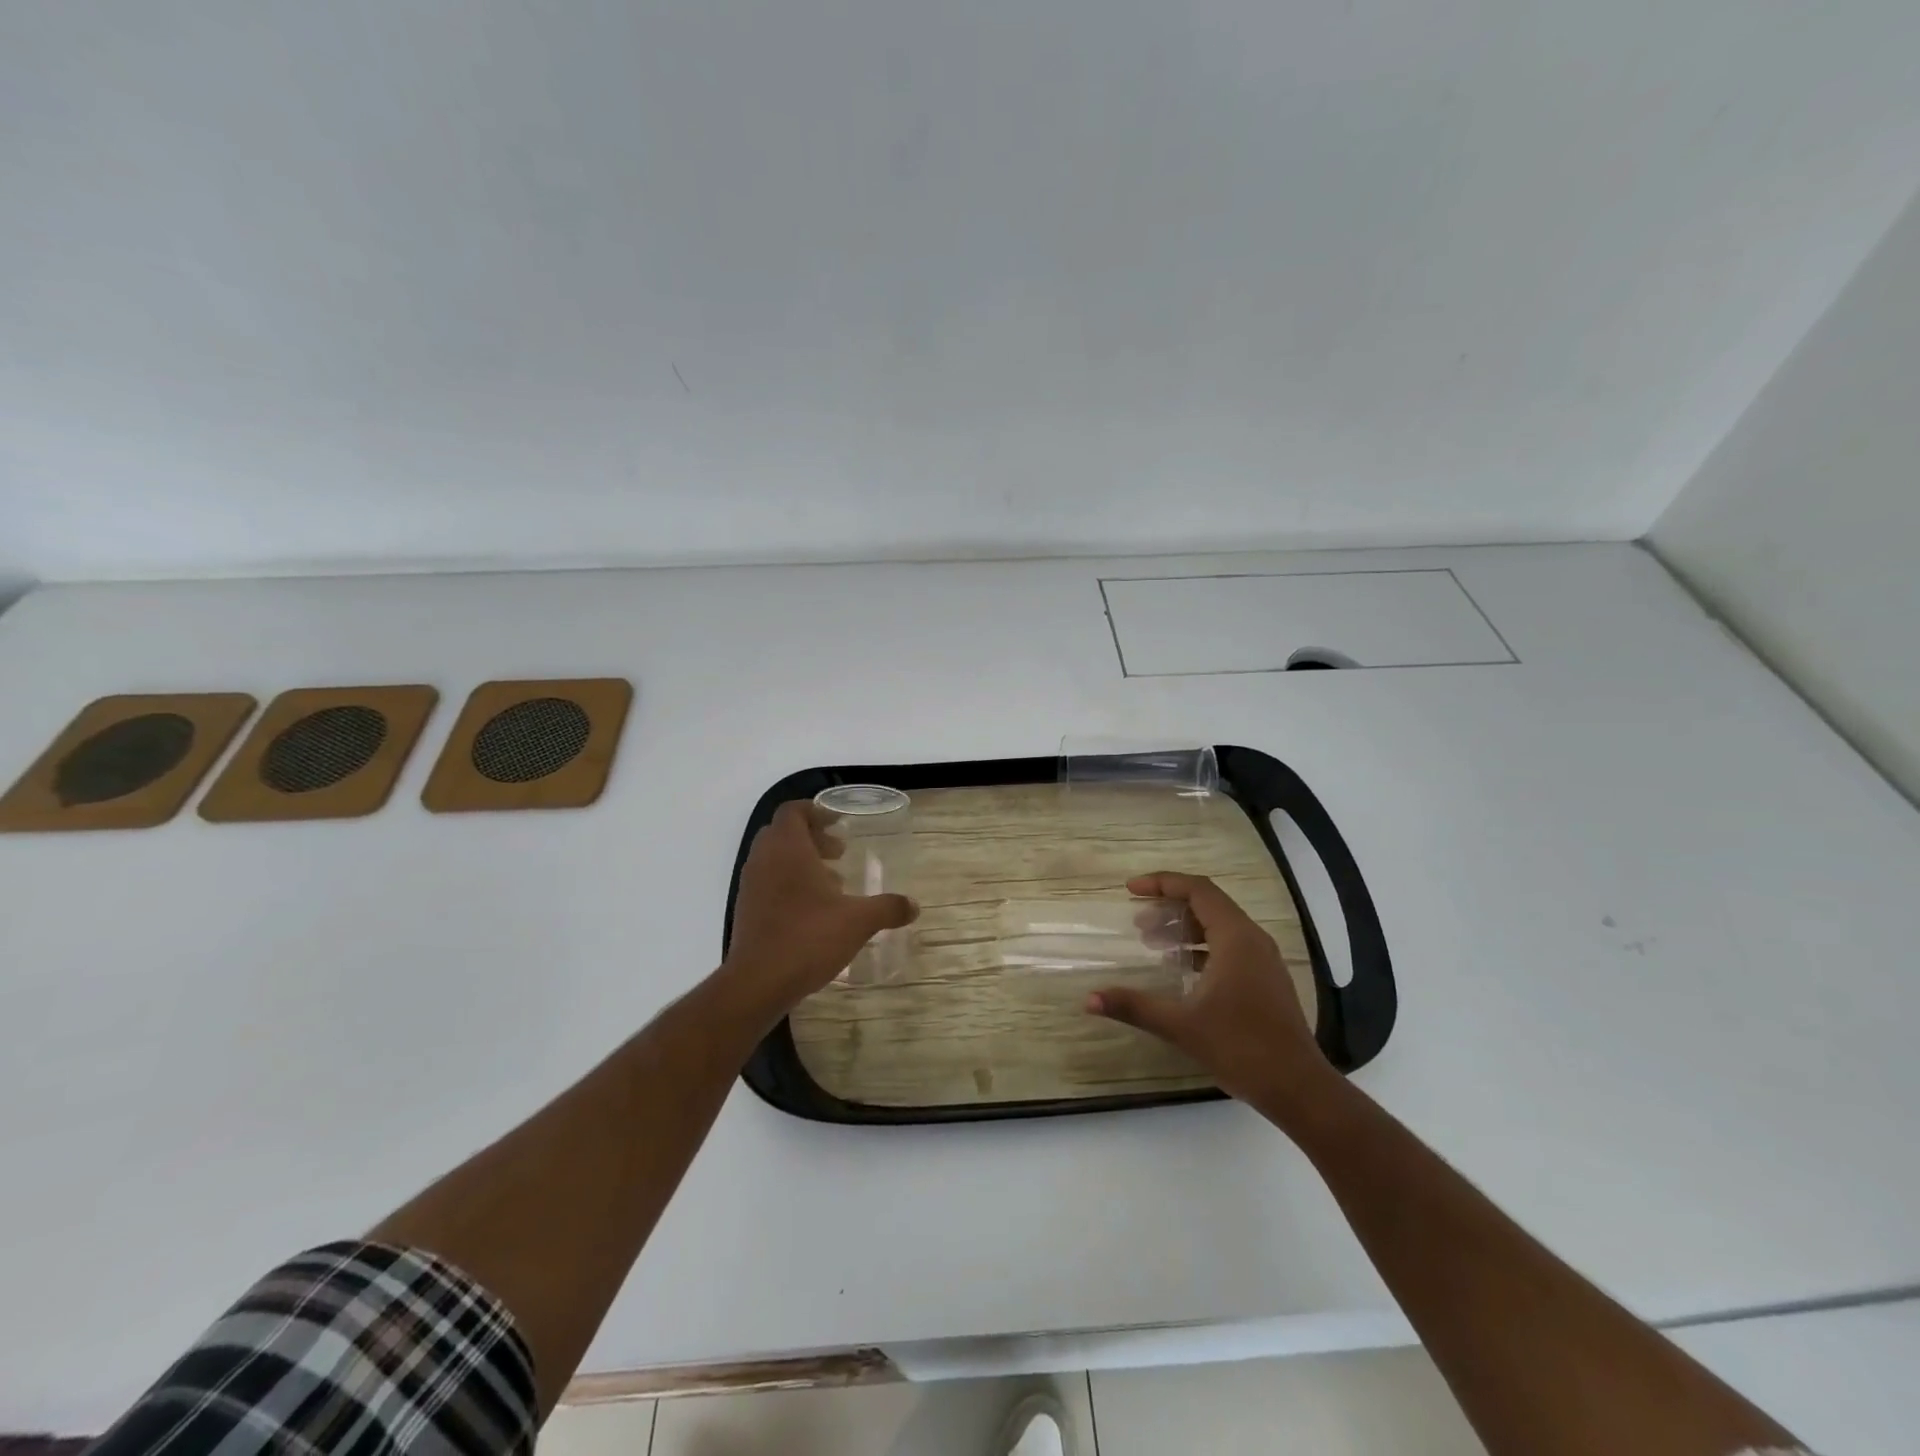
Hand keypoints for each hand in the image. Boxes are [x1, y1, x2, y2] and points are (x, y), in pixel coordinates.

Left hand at [721, 800, 918, 1020]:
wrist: (758, 983)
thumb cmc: (808, 938)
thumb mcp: (858, 921)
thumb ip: (887, 908)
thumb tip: (914, 905)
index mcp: (787, 849)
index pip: (792, 811)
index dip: (815, 811)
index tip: (837, 823)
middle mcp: (764, 860)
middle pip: (783, 833)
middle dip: (812, 837)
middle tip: (839, 852)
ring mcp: (750, 886)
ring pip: (774, 859)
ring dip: (801, 862)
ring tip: (832, 884)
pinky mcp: (746, 911)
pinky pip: (768, 883)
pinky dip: (789, 884)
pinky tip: (814, 911)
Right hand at [1088, 871, 1335, 1119]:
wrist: (1298, 1088)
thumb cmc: (1240, 1048)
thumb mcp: (1181, 1025)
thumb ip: (1134, 1006)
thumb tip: (1089, 999)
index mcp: (1235, 938)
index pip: (1198, 889)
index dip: (1163, 882)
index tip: (1131, 890)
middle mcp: (1252, 939)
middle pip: (1208, 903)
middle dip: (1169, 907)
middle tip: (1138, 924)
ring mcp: (1263, 960)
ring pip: (1219, 925)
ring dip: (1185, 928)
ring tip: (1153, 944)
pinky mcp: (1266, 979)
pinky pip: (1229, 945)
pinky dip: (1201, 946)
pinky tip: (1181, 970)